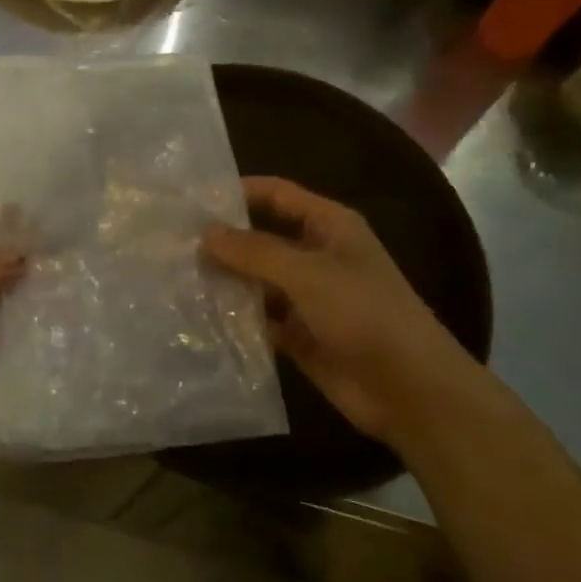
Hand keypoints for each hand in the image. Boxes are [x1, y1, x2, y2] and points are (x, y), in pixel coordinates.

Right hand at [201, 177, 488, 446]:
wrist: (409, 389)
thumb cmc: (365, 314)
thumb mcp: (308, 274)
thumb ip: (255, 251)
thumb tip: (206, 232)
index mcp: (329, 227)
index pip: (277, 195)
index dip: (238, 193)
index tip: (191, 199)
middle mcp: (316, 256)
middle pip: (261, 238)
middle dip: (223, 241)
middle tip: (171, 243)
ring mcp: (306, 298)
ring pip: (256, 281)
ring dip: (225, 281)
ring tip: (174, 279)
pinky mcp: (298, 335)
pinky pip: (259, 319)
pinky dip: (235, 319)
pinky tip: (197, 318)